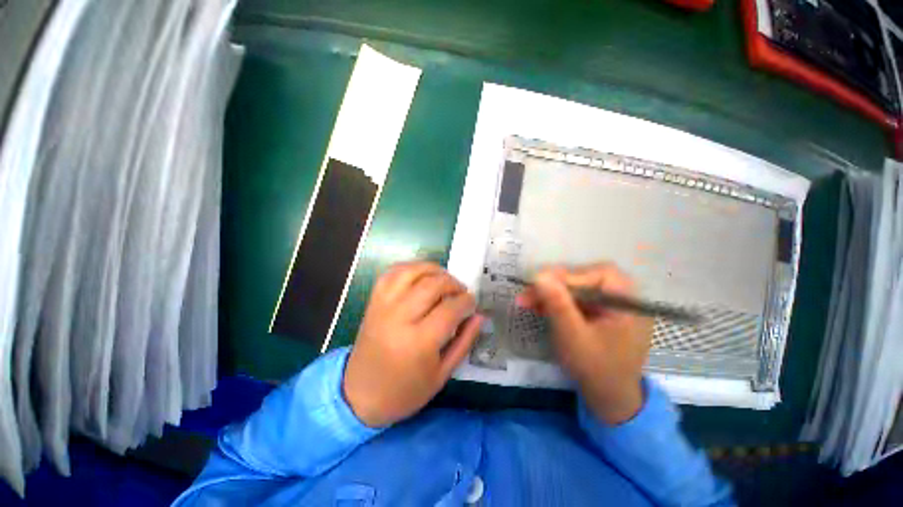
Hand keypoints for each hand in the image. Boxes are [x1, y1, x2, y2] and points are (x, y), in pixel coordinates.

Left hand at [343, 262, 482, 427]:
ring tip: (444, 280)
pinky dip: (411, 268)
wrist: (360, 393)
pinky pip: (392, 273)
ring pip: (412, 272)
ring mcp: (384, 306)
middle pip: (432, 285)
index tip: (472, 303)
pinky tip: (421, 276)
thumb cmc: (405, 391)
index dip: (466, 301)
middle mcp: (400, 318)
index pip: (450, 309)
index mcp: (419, 342)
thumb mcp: (442, 374)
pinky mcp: (374, 301)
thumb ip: (464, 342)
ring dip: (433, 270)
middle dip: (453, 283)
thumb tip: (480, 315)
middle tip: (460, 292)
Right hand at [517, 264, 652, 424]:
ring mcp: (609, 307)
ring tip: (526, 300)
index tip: (540, 282)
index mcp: (628, 303)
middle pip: (585, 280)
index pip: (600, 274)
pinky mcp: (598, 314)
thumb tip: (539, 275)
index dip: (569, 275)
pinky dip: (556, 303)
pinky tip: (539, 307)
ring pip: (576, 290)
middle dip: (554, 286)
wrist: (608, 399)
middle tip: (528, 293)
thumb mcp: (573, 336)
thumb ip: (557, 304)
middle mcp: (622, 300)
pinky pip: (576, 301)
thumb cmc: (595, 369)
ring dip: (550, 294)